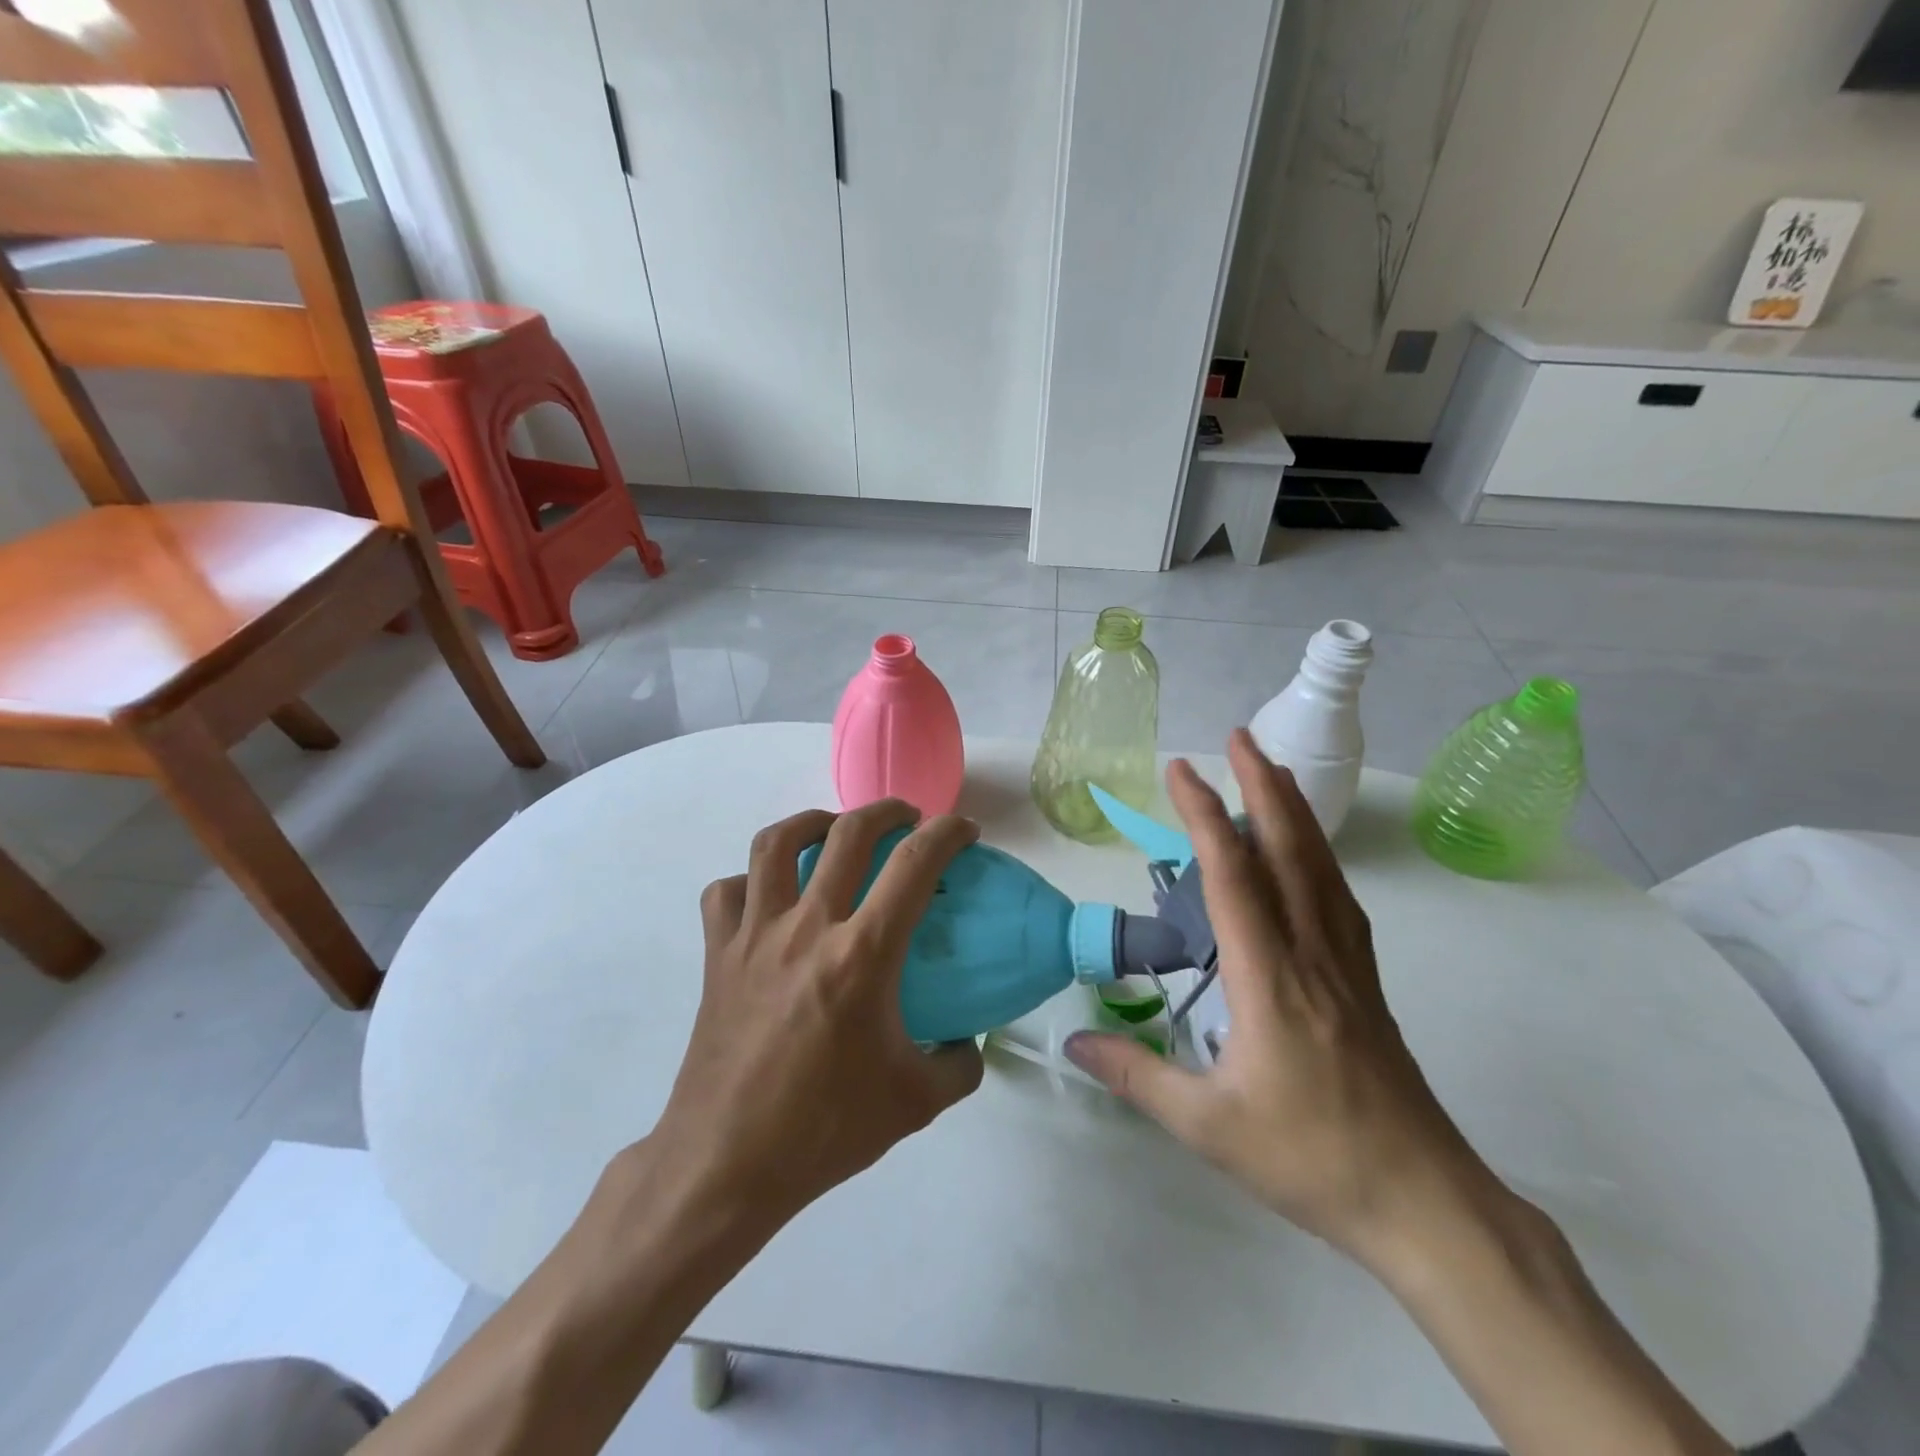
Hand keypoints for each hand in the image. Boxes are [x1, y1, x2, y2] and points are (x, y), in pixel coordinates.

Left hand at [647, 799, 984, 1230]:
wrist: (727, 1164)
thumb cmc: (825, 1130)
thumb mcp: (916, 1103)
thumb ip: (960, 1064)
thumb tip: (968, 1040)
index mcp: (862, 955)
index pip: (914, 864)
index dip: (947, 833)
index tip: (964, 831)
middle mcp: (806, 928)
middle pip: (847, 833)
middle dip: (886, 810)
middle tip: (907, 818)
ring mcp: (754, 935)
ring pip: (776, 843)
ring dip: (813, 823)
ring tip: (834, 831)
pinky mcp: (718, 954)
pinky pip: (728, 892)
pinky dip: (752, 880)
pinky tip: (770, 897)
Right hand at [1066, 730, 1497, 1266]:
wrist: (1424, 1203)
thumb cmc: (1311, 1159)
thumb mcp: (1207, 1126)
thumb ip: (1137, 1076)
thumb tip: (1075, 1040)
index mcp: (1269, 978)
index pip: (1232, 876)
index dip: (1203, 815)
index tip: (1179, 770)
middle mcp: (1311, 954)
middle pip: (1289, 851)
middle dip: (1262, 786)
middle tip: (1240, 738)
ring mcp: (1347, 966)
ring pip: (1321, 869)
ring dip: (1294, 812)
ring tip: (1272, 771)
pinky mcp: (1364, 983)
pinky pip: (1338, 899)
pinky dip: (1318, 857)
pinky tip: (1307, 855)